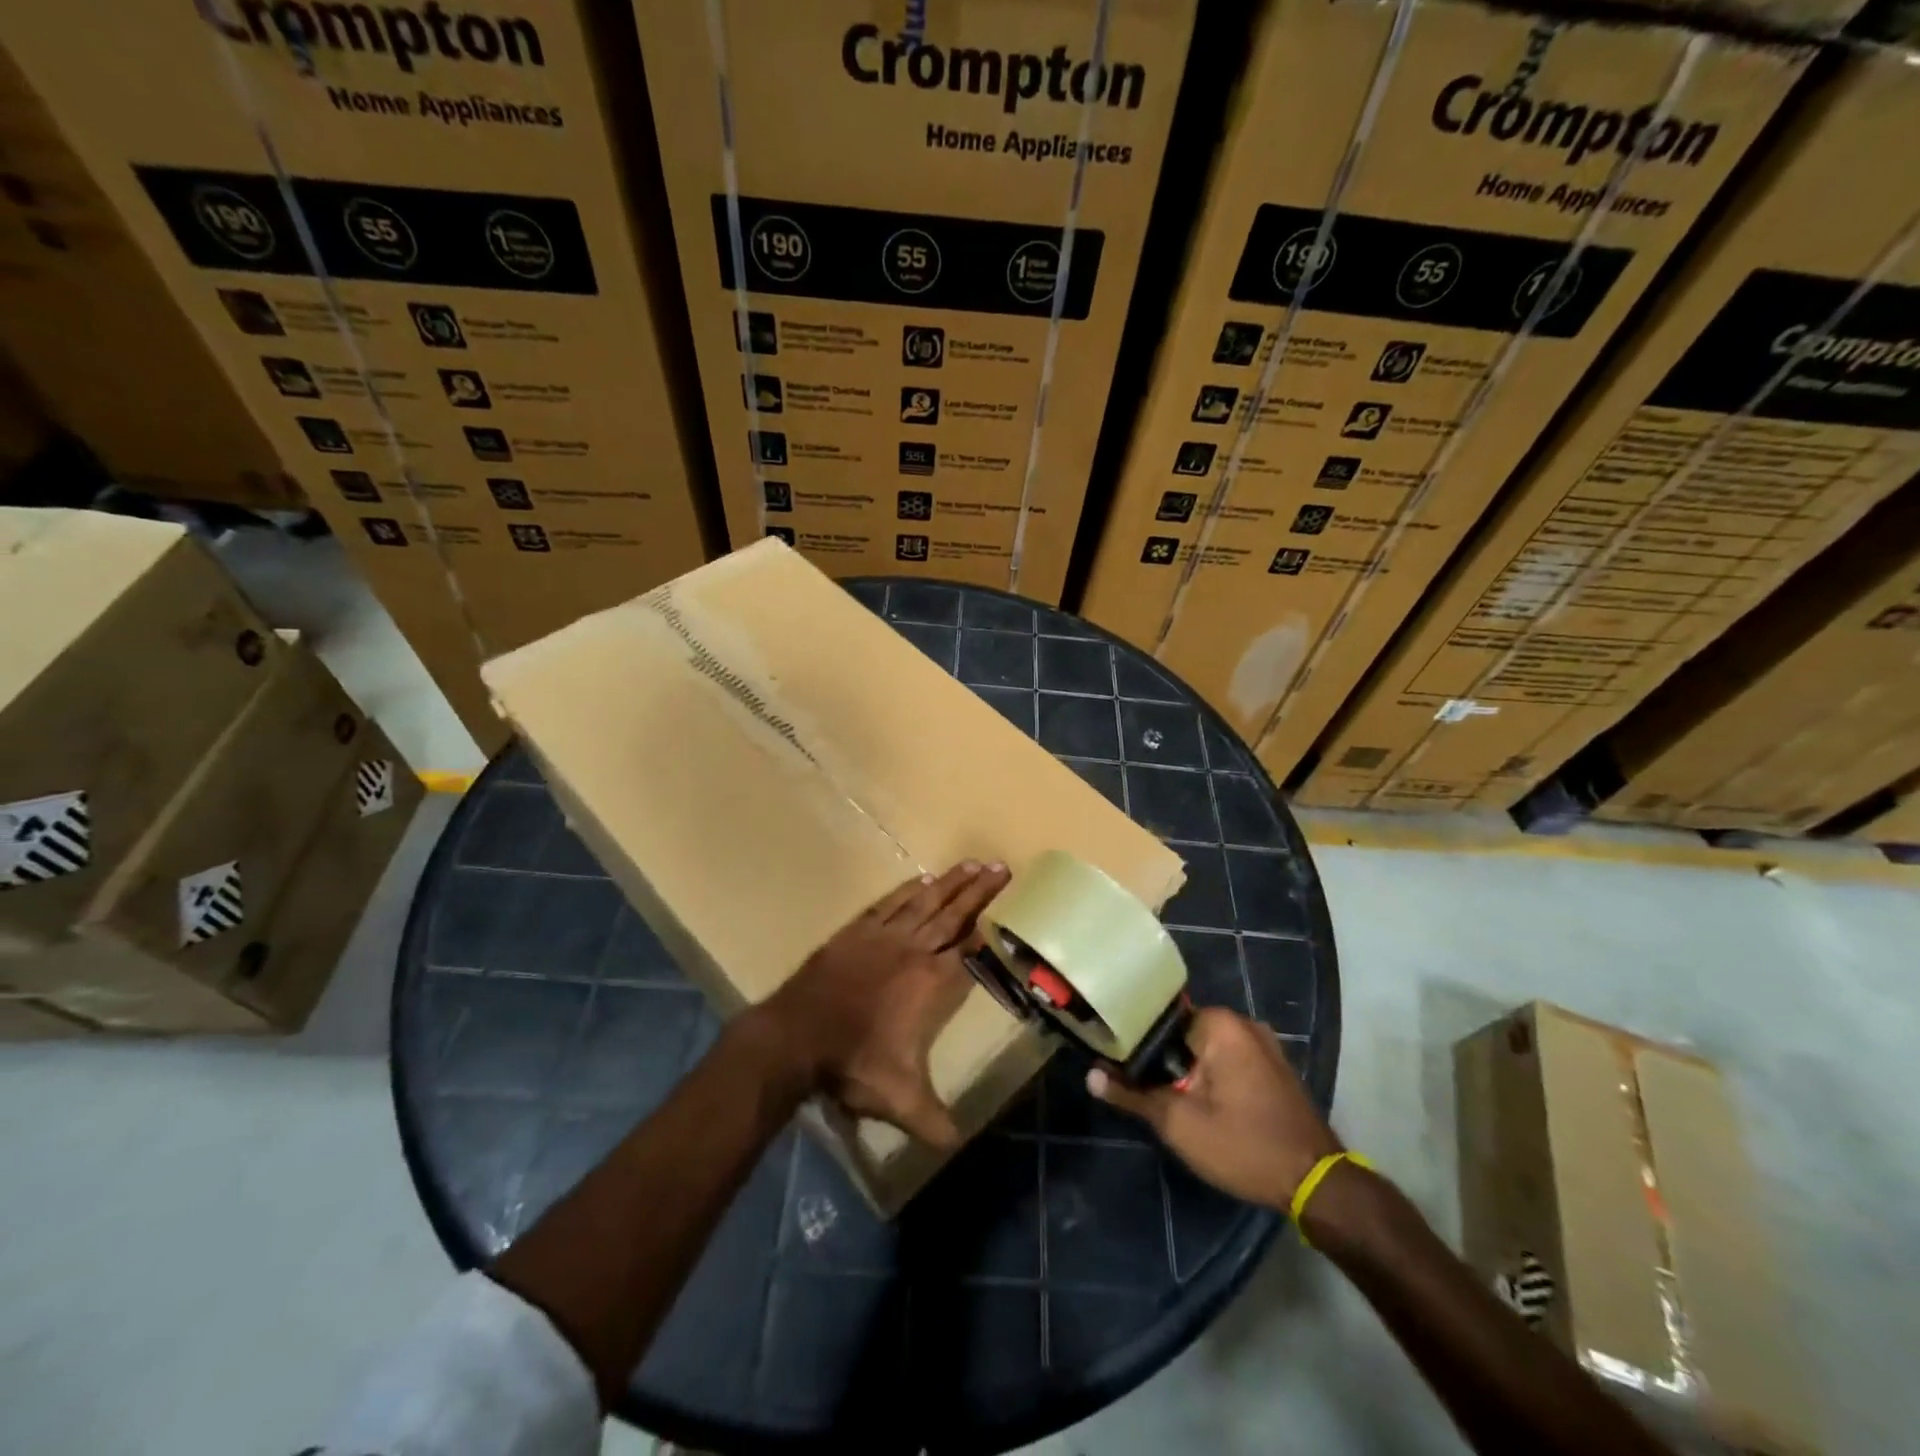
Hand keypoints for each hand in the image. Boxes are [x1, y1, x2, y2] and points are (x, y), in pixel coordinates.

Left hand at [756, 861, 1009, 1147]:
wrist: (797, 1036)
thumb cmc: (853, 1064)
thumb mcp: (900, 1100)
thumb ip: (934, 1120)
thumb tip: (959, 1146)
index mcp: (931, 983)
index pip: (969, 948)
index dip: (990, 928)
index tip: (1009, 906)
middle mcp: (913, 950)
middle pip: (954, 915)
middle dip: (979, 891)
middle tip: (1001, 867)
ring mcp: (883, 936)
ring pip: (925, 902)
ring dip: (950, 883)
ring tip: (972, 863)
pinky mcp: (856, 931)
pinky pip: (890, 903)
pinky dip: (908, 890)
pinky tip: (922, 879)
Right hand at [1088, 1007, 1339, 1208]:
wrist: (1317, 1185)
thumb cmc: (1244, 1145)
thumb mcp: (1180, 1124)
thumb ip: (1133, 1095)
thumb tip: (1091, 1075)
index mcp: (1220, 1024)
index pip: (1160, 1018)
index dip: (1134, 1040)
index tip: (1114, 1059)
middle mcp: (1243, 1023)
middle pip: (1182, 1033)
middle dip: (1160, 1058)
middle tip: (1134, 1083)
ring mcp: (1263, 1045)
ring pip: (1205, 1049)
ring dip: (1185, 1069)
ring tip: (1158, 1093)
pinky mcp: (1273, 1068)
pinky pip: (1228, 1061)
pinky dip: (1209, 1075)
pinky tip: (1196, 1101)